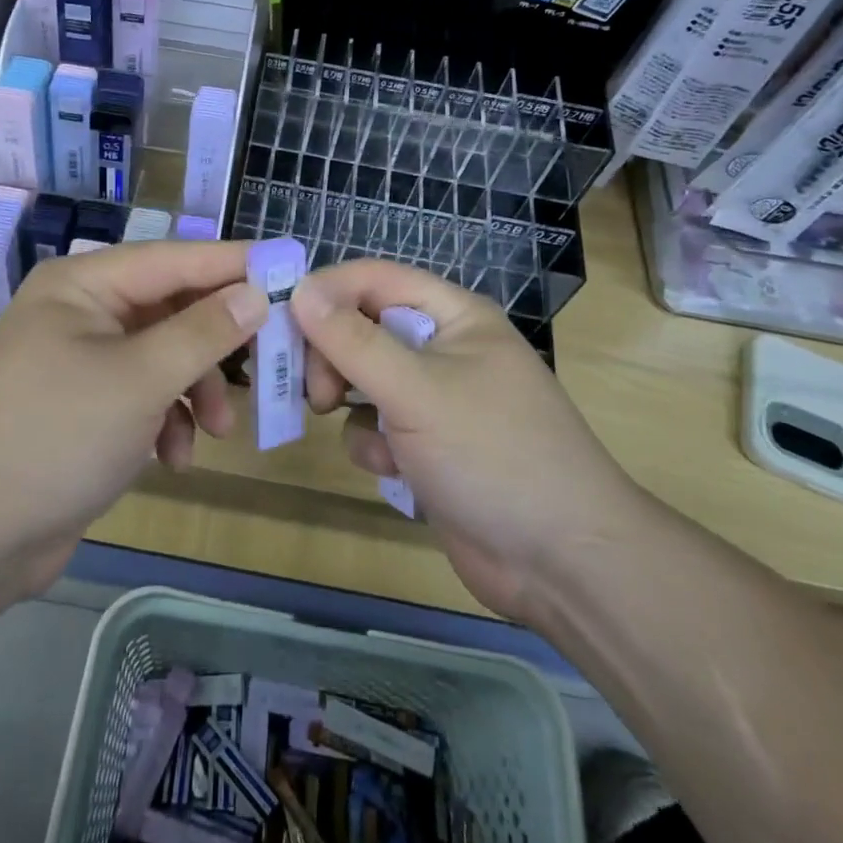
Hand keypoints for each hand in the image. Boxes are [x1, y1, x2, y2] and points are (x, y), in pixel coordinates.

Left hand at [0, 241, 267, 593]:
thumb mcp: (139, 379)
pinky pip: (144, 394)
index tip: (291, 267)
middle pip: (172, 309)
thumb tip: (256, 292)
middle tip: (269, 363)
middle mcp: (82, 311)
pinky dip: (167, 419)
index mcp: (83, 284)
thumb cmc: (55, 436)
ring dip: (196, 390)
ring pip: (165, 356)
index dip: (234, 263)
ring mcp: (81, 359)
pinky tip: (172, 458)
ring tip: (217, 431)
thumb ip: (203, 332)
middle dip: (216, 345)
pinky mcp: (86, 406)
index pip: (174, 258)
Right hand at [292, 259, 639, 623]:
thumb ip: (354, 340)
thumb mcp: (417, 391)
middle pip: (363, 328)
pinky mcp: (428, 449)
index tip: (280, 322)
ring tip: (348, 425)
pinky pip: (377, 427)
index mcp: (453, 316)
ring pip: (363, 380)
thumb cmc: (494, 455)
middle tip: (316, 391)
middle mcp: (443, 349)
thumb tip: (300, 289)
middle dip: (332, 356)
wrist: (562, 563)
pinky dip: (374, 445)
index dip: (326, 292)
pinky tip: (394, 471)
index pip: (374, 279)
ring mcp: (437, 401)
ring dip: (349, 402)